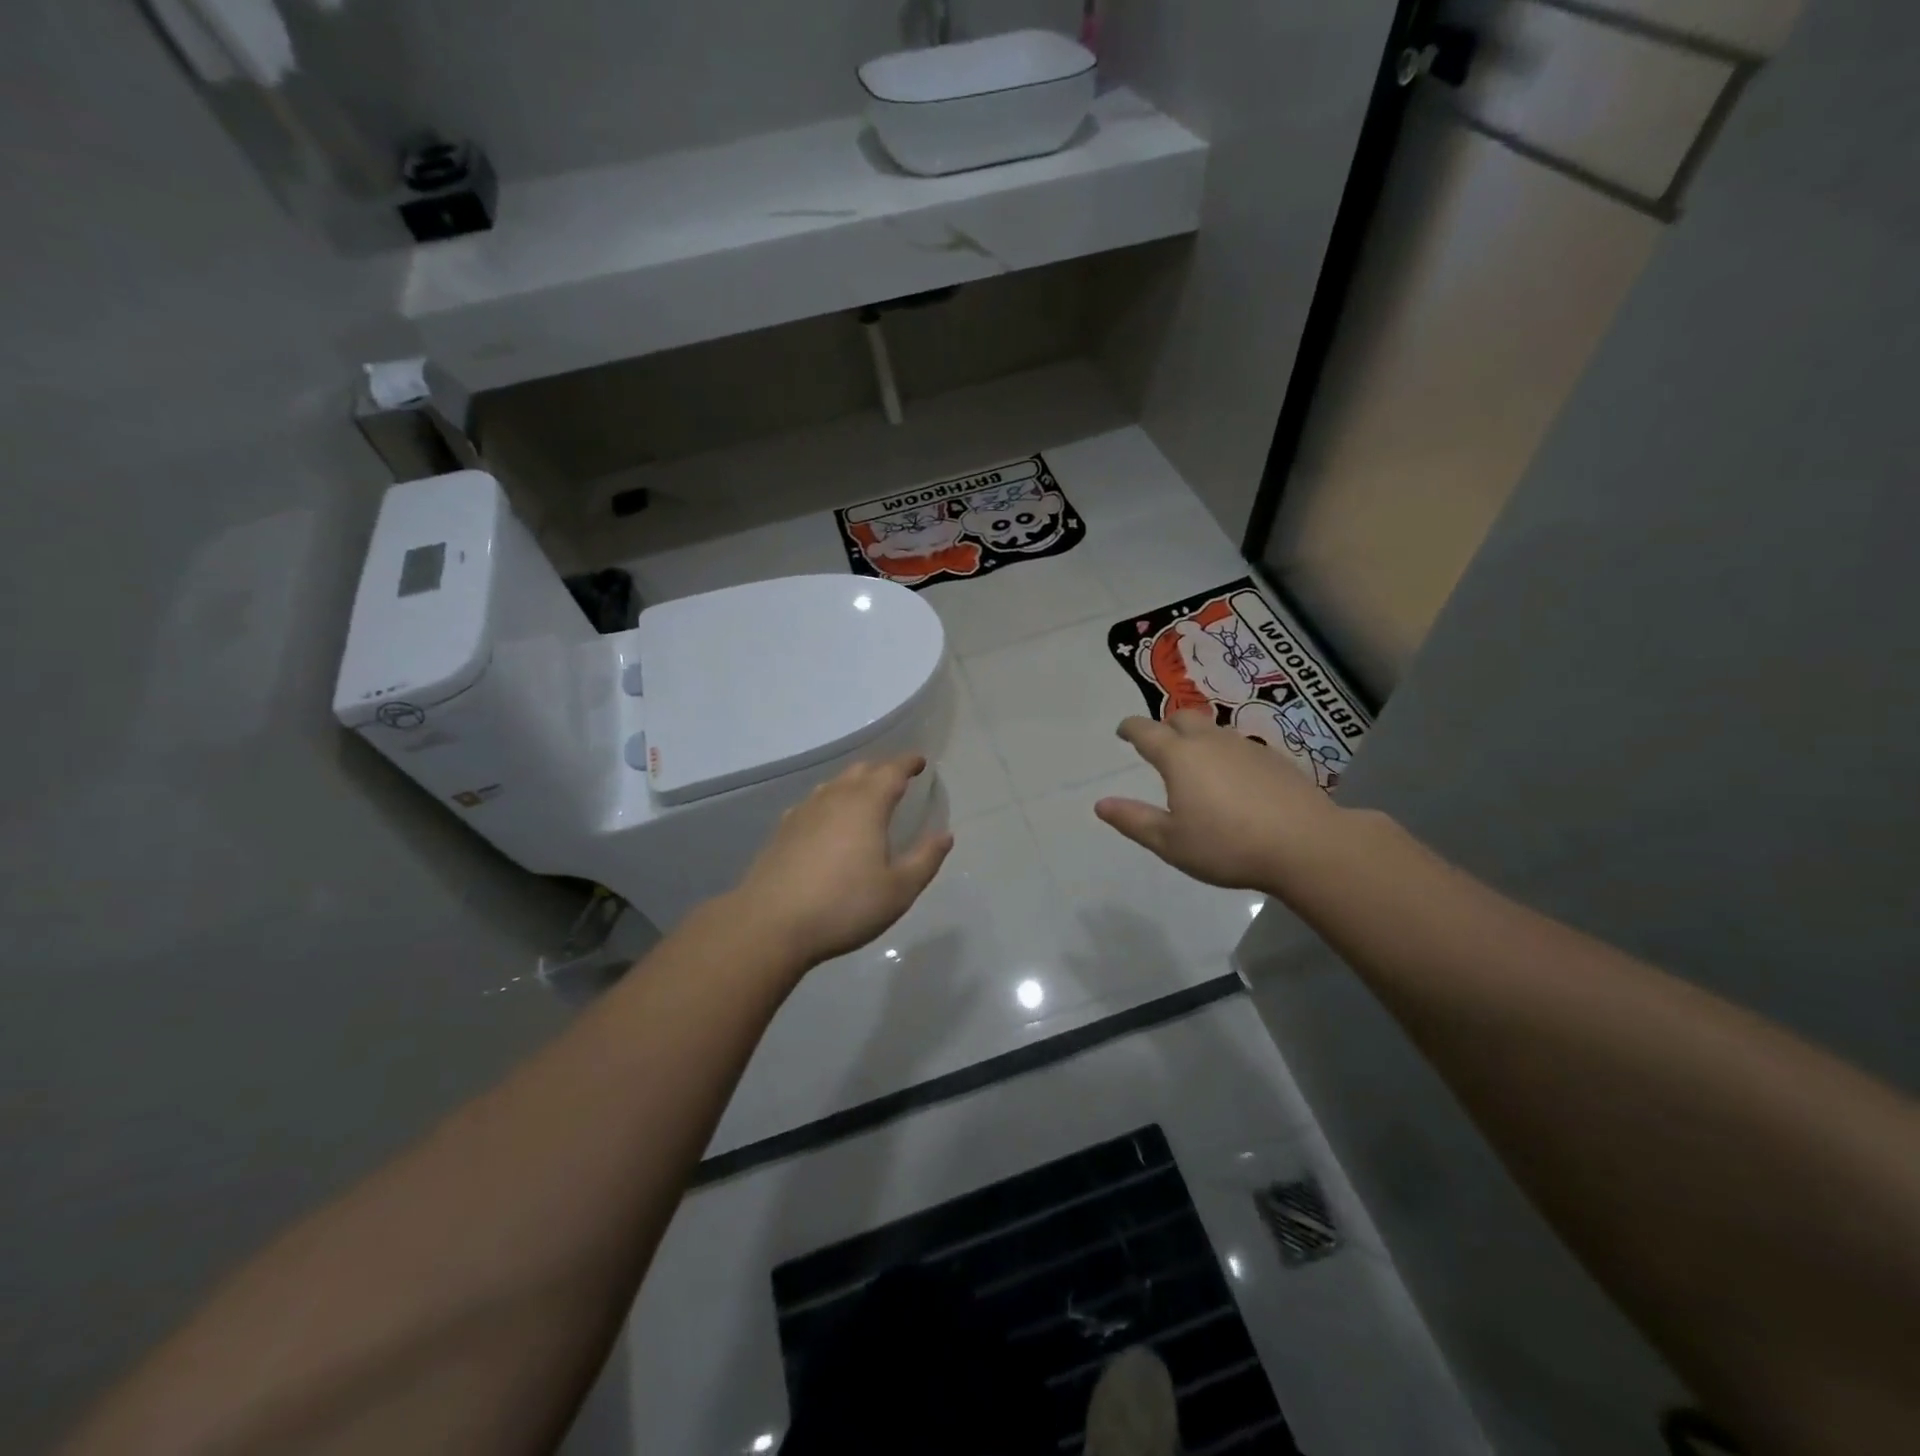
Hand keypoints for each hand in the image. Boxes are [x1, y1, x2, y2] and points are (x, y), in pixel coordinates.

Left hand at [730, 756, 953, 967]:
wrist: (770, 924)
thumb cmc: (844, 906)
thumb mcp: (898, 890)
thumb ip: (925, 859)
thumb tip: (945, 835)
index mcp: (866, 805)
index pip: (891, 771)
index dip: (908, 763)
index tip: (919, 762)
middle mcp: (834, 798)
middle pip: (860, 771)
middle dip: (882, 770)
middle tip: (897, 778)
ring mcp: (803, 812)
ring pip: (833, 785)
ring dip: (853, 784)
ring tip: (865, 796)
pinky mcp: (782, 831)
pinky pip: (812, 804)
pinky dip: (828, 803)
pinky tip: (826, 821)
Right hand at [1095, 711, 1350, 890]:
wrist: (1306, 845)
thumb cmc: (1228, 846)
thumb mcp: (1170, 842)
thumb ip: (1133, 820)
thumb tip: (1100, 804)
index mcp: (1179, 757)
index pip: (1146, 730)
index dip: (1130, 728)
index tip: (1122, 731)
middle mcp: (1210, 741)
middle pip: (1182, 717)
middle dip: (1165, 725)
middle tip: (1158, 745)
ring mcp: (1246, 746)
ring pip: (1213, 729)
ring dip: (1197, 738)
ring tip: (1195, 764)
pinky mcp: (1274, 759)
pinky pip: (1239, 745)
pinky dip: (1225, 753)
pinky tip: (1232, 780)